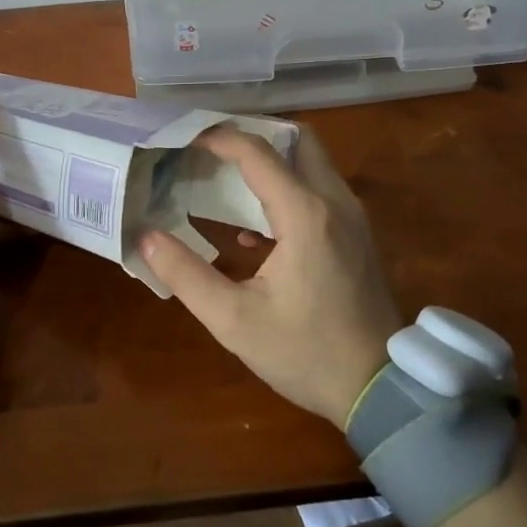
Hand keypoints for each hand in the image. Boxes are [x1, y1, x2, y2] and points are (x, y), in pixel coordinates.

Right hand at [139, 126, 402, 428]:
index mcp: (305, 214)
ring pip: (311, 162)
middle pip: (297, 139)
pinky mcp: (357, 233)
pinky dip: (288, 187)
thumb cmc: (306, 353)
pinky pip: (320, 189)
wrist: (380, 390)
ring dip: (272, 161)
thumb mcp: (234, 321)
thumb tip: (145, 237)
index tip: (185, 140)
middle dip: (253, 136)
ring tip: (226, 178)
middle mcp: (334, 201)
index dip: (219, 139)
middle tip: (213, 150)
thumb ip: (186, 274)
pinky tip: (257, 228)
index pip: (257, 153)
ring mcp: (352, 215)